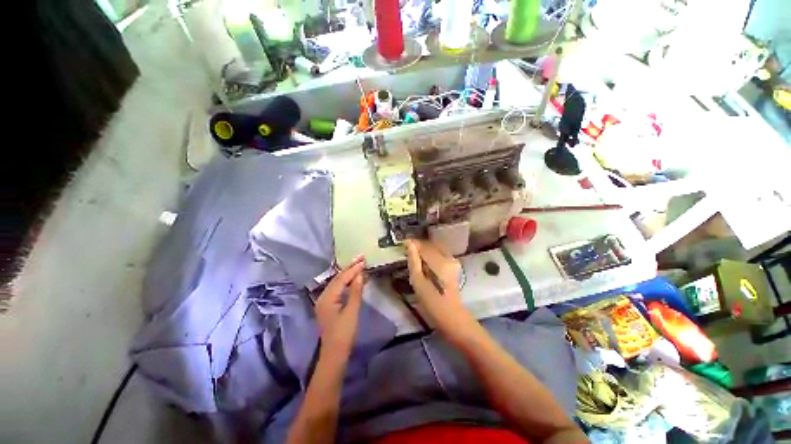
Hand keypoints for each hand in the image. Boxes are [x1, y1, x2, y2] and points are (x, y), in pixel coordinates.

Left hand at [315, 256, 364, 359]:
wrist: (334, 354)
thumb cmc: (344, 333)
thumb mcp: (352, 311)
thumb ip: (356, 291)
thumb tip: (360, 274)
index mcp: (327, 298)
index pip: (341, 279)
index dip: (353, 269)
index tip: (363, 260)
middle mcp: (323, 296)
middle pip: (337, 278)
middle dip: (350, 268)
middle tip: (361, 257)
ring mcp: (324, 301)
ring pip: (337, 282)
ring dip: (348, 273)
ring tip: (358, 264)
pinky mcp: (328, 305)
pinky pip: (337, 289)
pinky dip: (346, 282)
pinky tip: (352, 278)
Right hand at [404, 240, 473, 338]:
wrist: (450, 314)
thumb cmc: (431, 300)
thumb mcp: (417, 281)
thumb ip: (413, 260)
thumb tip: (409, 244)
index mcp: (438, 261)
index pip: (424, 245)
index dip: (413, 243)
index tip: (403, 243)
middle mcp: (447, 257)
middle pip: (430, 245)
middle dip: (419, 246)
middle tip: (407, 250)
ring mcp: (452, 260)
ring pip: (435, 248)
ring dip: (425, 250)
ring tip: (414, 256)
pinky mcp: (454, 265)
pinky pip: (440, 254)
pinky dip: (431, 254)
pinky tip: (425, 262)